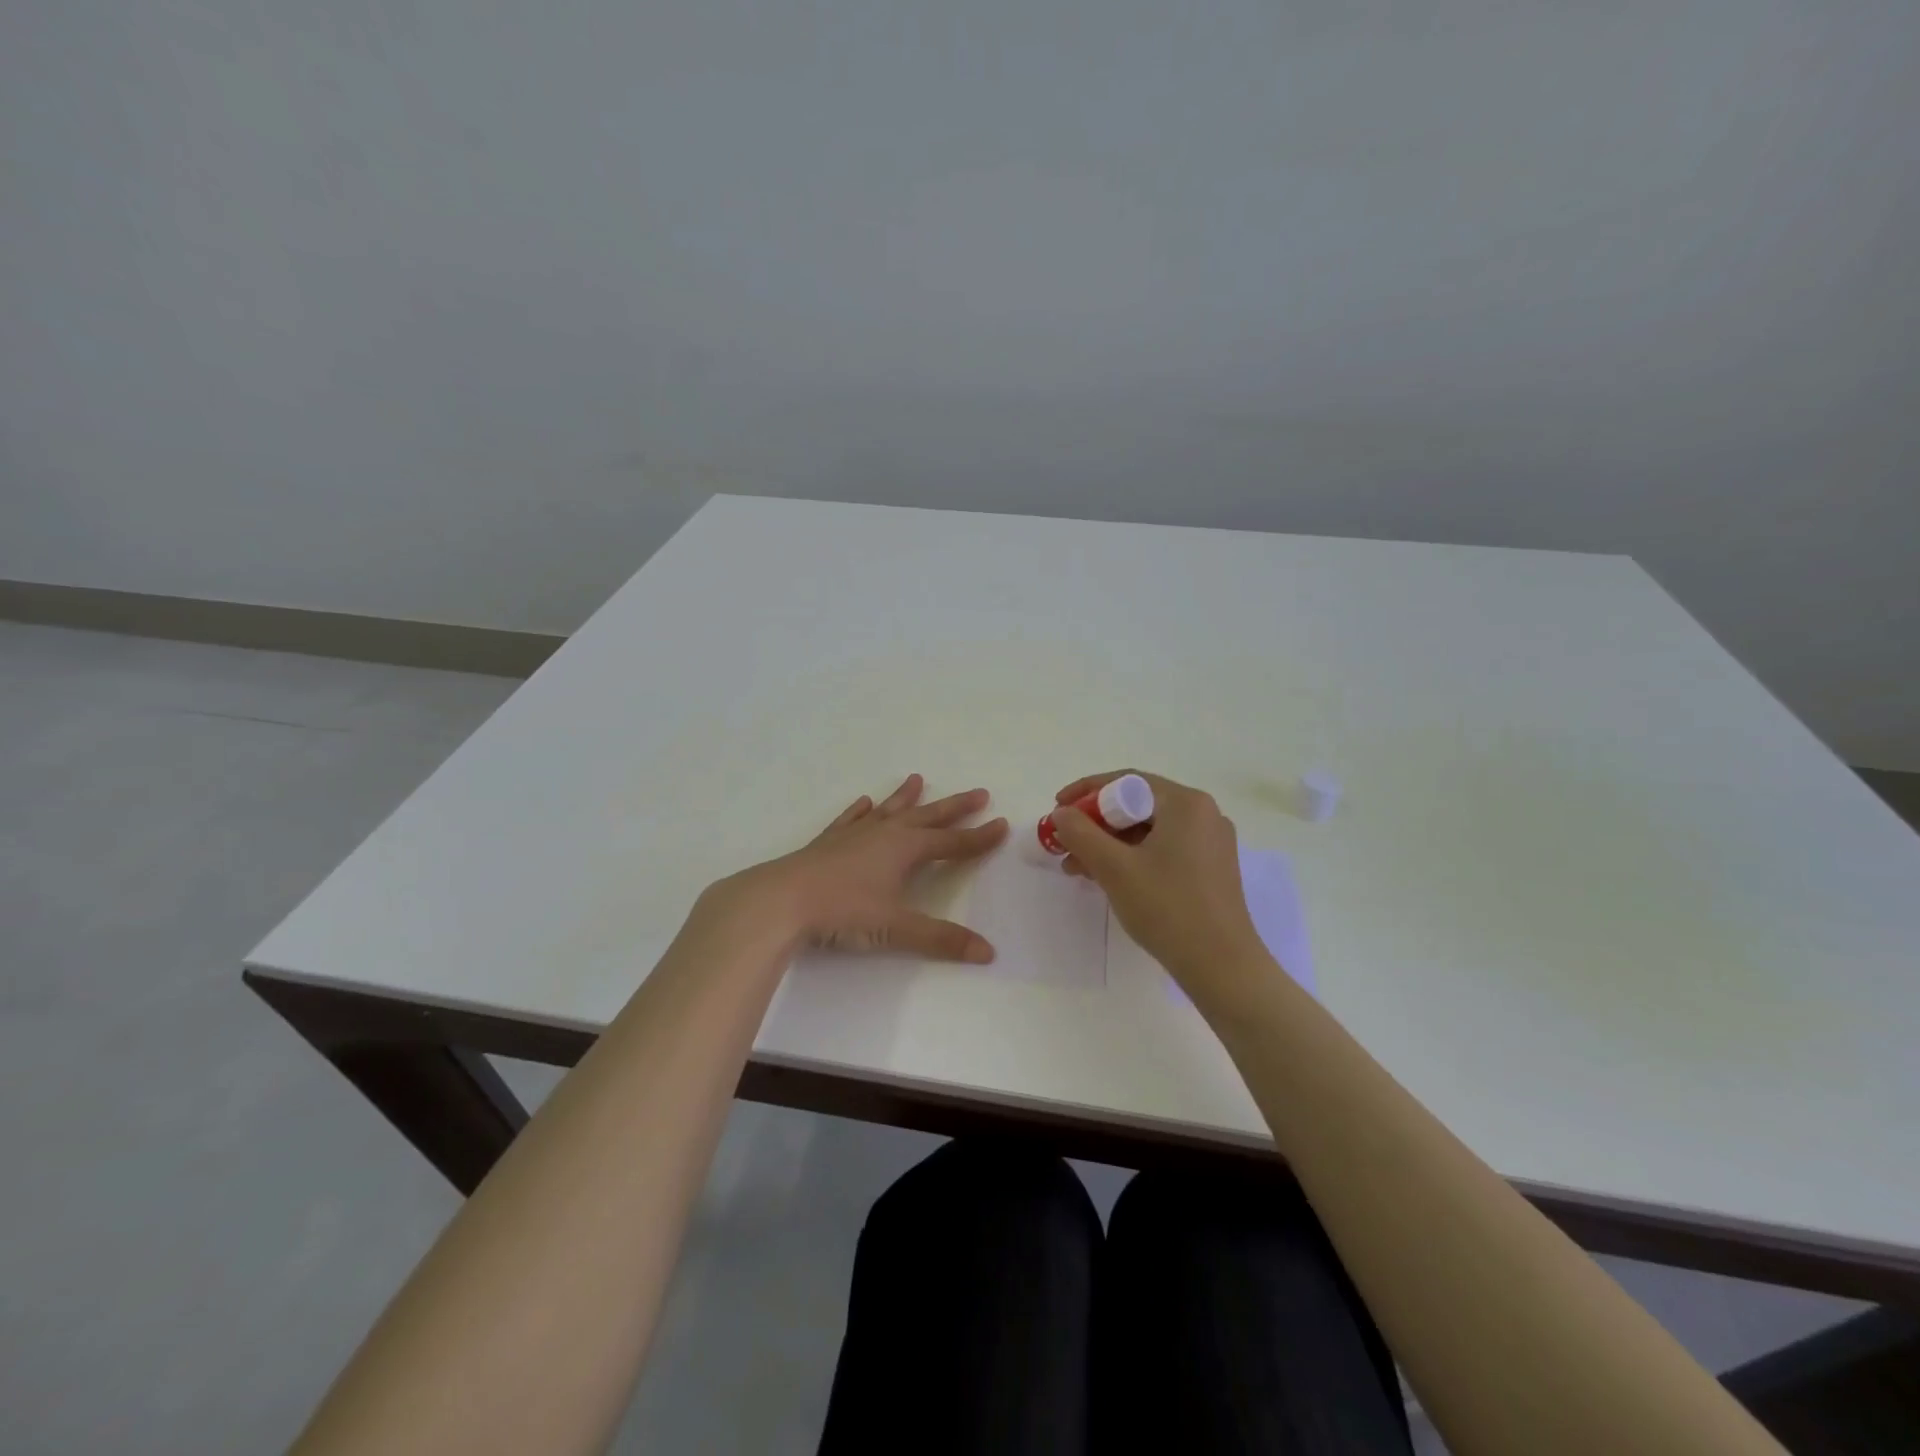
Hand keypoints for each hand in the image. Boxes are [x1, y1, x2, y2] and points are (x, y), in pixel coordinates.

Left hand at [727, 774, 1007, 962]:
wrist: (782, 900)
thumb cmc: (843, 911)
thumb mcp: (896, 929)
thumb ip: (941, 939)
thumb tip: (988, 952)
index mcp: (905, 849)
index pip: (952, 842)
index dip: (978, 837)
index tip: (1001, 824)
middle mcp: (883, 834)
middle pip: (927, 816)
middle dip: (954, 807)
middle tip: (978, 793)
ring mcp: (853, 834)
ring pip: (888, 810)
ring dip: (906, 797)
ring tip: (918, 779)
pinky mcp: (828, 842)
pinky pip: (850, 819)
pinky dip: (860, 810)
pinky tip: (863, 802)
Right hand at [1050, 770, 1268, 1000]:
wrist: (1222, 966)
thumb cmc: (1167, 908)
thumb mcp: (1114, 868)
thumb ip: (1081, 833)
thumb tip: (1062, 813)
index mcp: (1185, 803)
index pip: (1126, 781)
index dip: (1086, 791)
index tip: (1057, 808)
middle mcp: (1203, 814)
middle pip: (1137, 805)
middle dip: (1095, 824)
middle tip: (1065, 843)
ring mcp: (1211, 842)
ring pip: (1148, 830)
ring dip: (1109, 844)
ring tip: (1077, 869)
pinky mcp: (1211, 868)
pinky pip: (1163, 849)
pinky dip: (1133, 858)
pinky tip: (1108, 879)